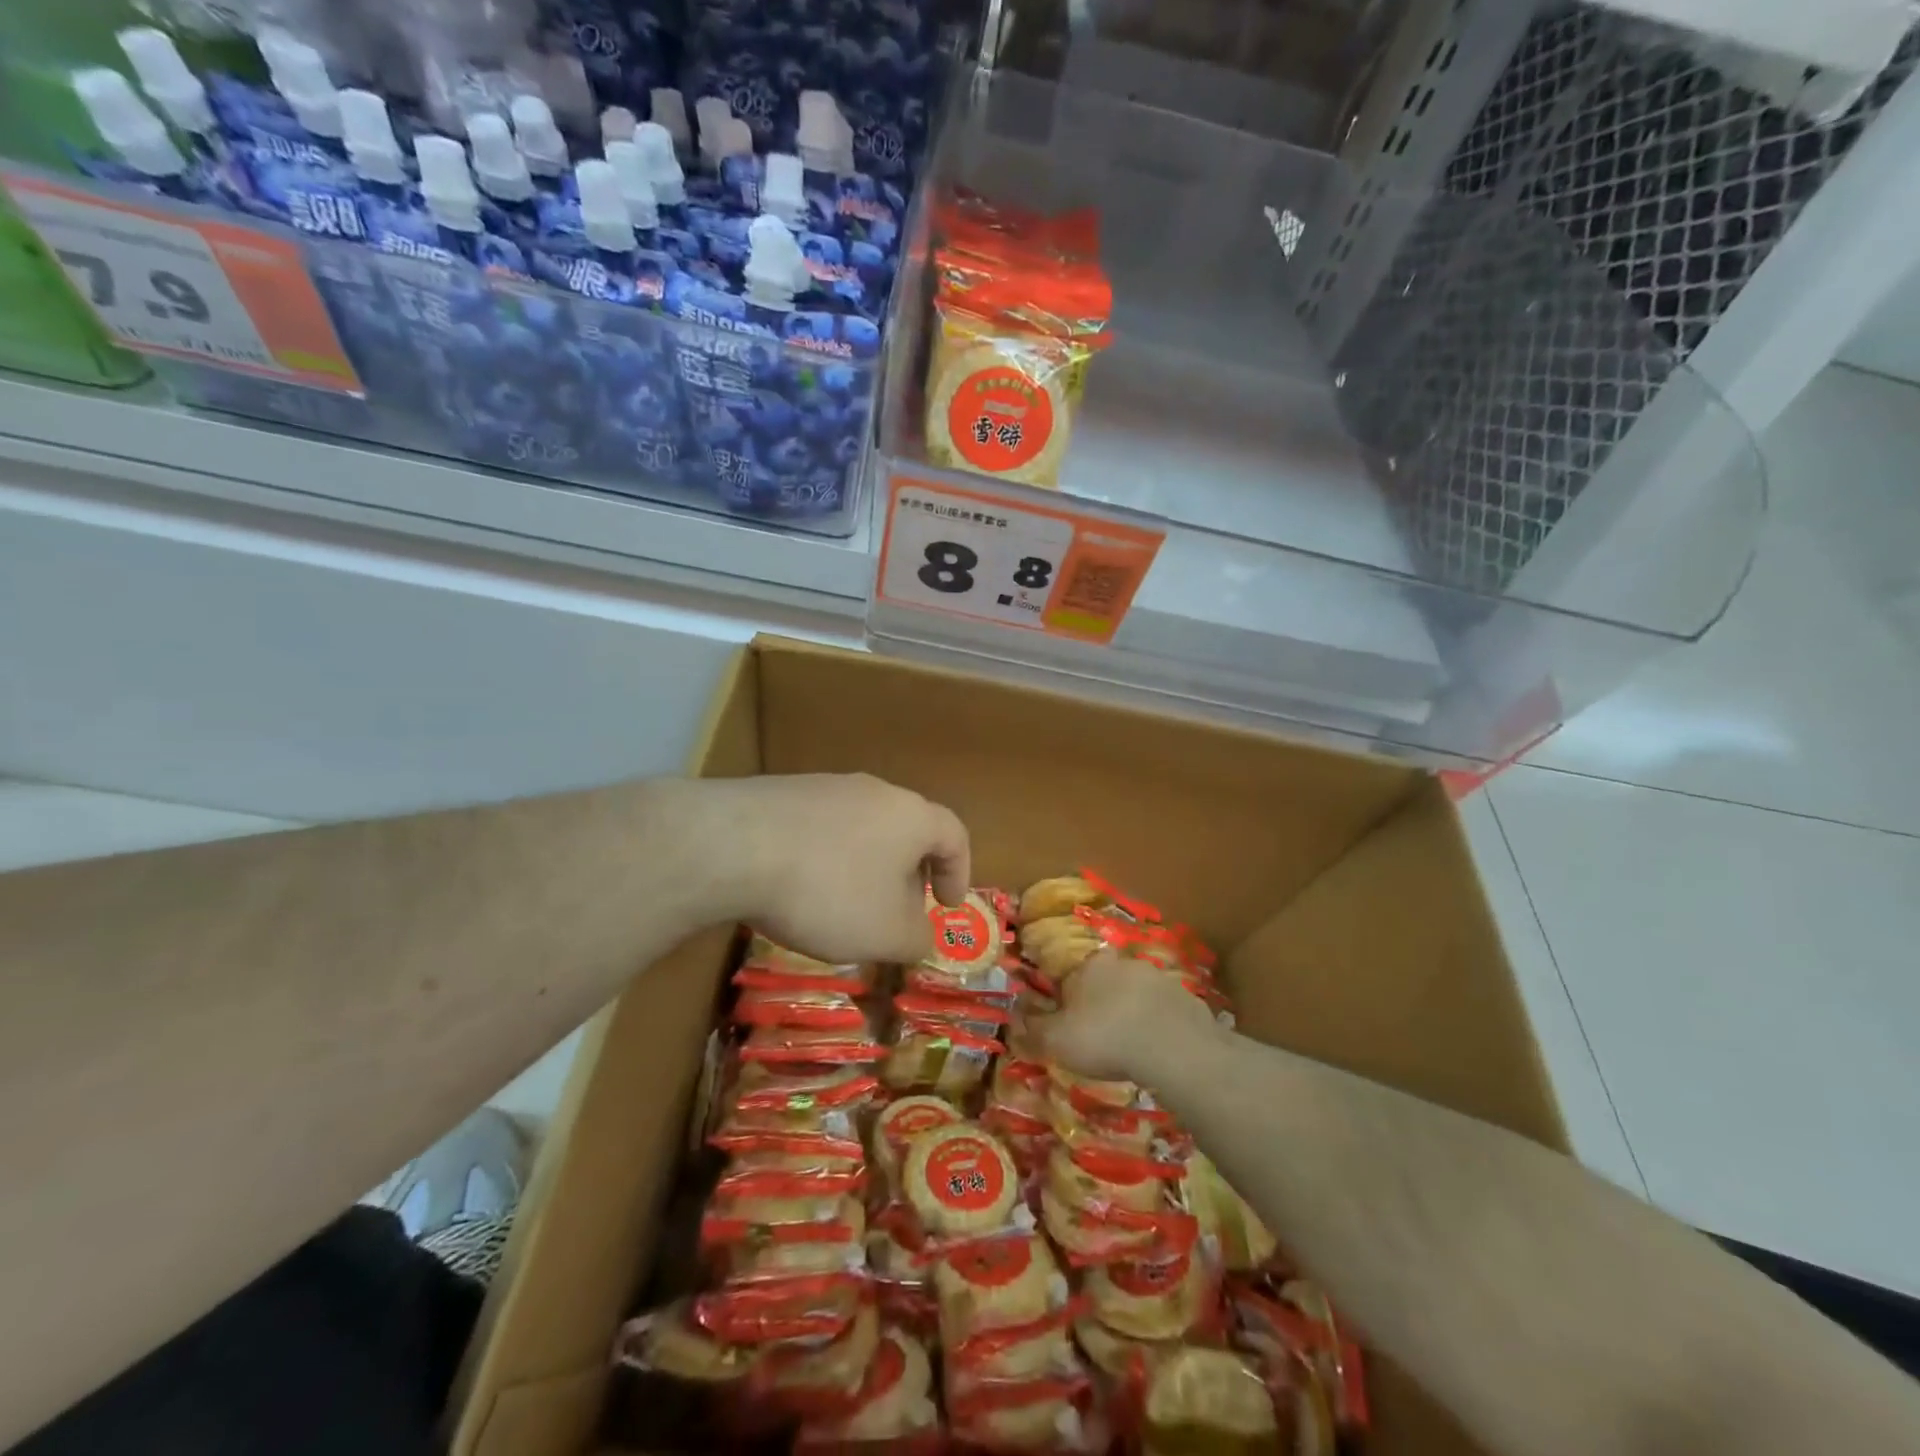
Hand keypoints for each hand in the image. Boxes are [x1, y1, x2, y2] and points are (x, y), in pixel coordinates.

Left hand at [694, 774, 970, 964]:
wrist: (734, 845)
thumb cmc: (829, 890)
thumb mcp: (886, 933)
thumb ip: (917, 939)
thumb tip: (922, 935)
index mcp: (911, 816)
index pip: (954, 835)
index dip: (959, 873)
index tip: (947, 906)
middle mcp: (874, 790)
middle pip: (906, 830)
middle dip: (908, 875)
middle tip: (897, 914)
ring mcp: (825, 786)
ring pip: (861, 829)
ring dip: (864, 868)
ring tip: (844, 907)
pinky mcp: (782, 793)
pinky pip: (820, 828)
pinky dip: (824, 859)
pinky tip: (799, 889)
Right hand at [1027, 951, 1219, 1082]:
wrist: (1173, 1049)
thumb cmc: (1104, 1037)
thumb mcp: (1056, 1040)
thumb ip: (1033, 1029)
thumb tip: (1015, 1018)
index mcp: (1090, 965)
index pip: (1073, 972)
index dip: (1069, 995)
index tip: (1070, 1020)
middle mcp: (1124, 962)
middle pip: (1107, 980)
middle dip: (1102, 1002)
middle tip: (1099, 1035)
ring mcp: (1160, 978)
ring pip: (1137, 994)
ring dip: (1132, 1013)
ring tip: (1129, 1047)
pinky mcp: (1187, 999)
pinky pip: (1165, 1012)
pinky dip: (1158, 1027)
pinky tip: (1156, 1052)